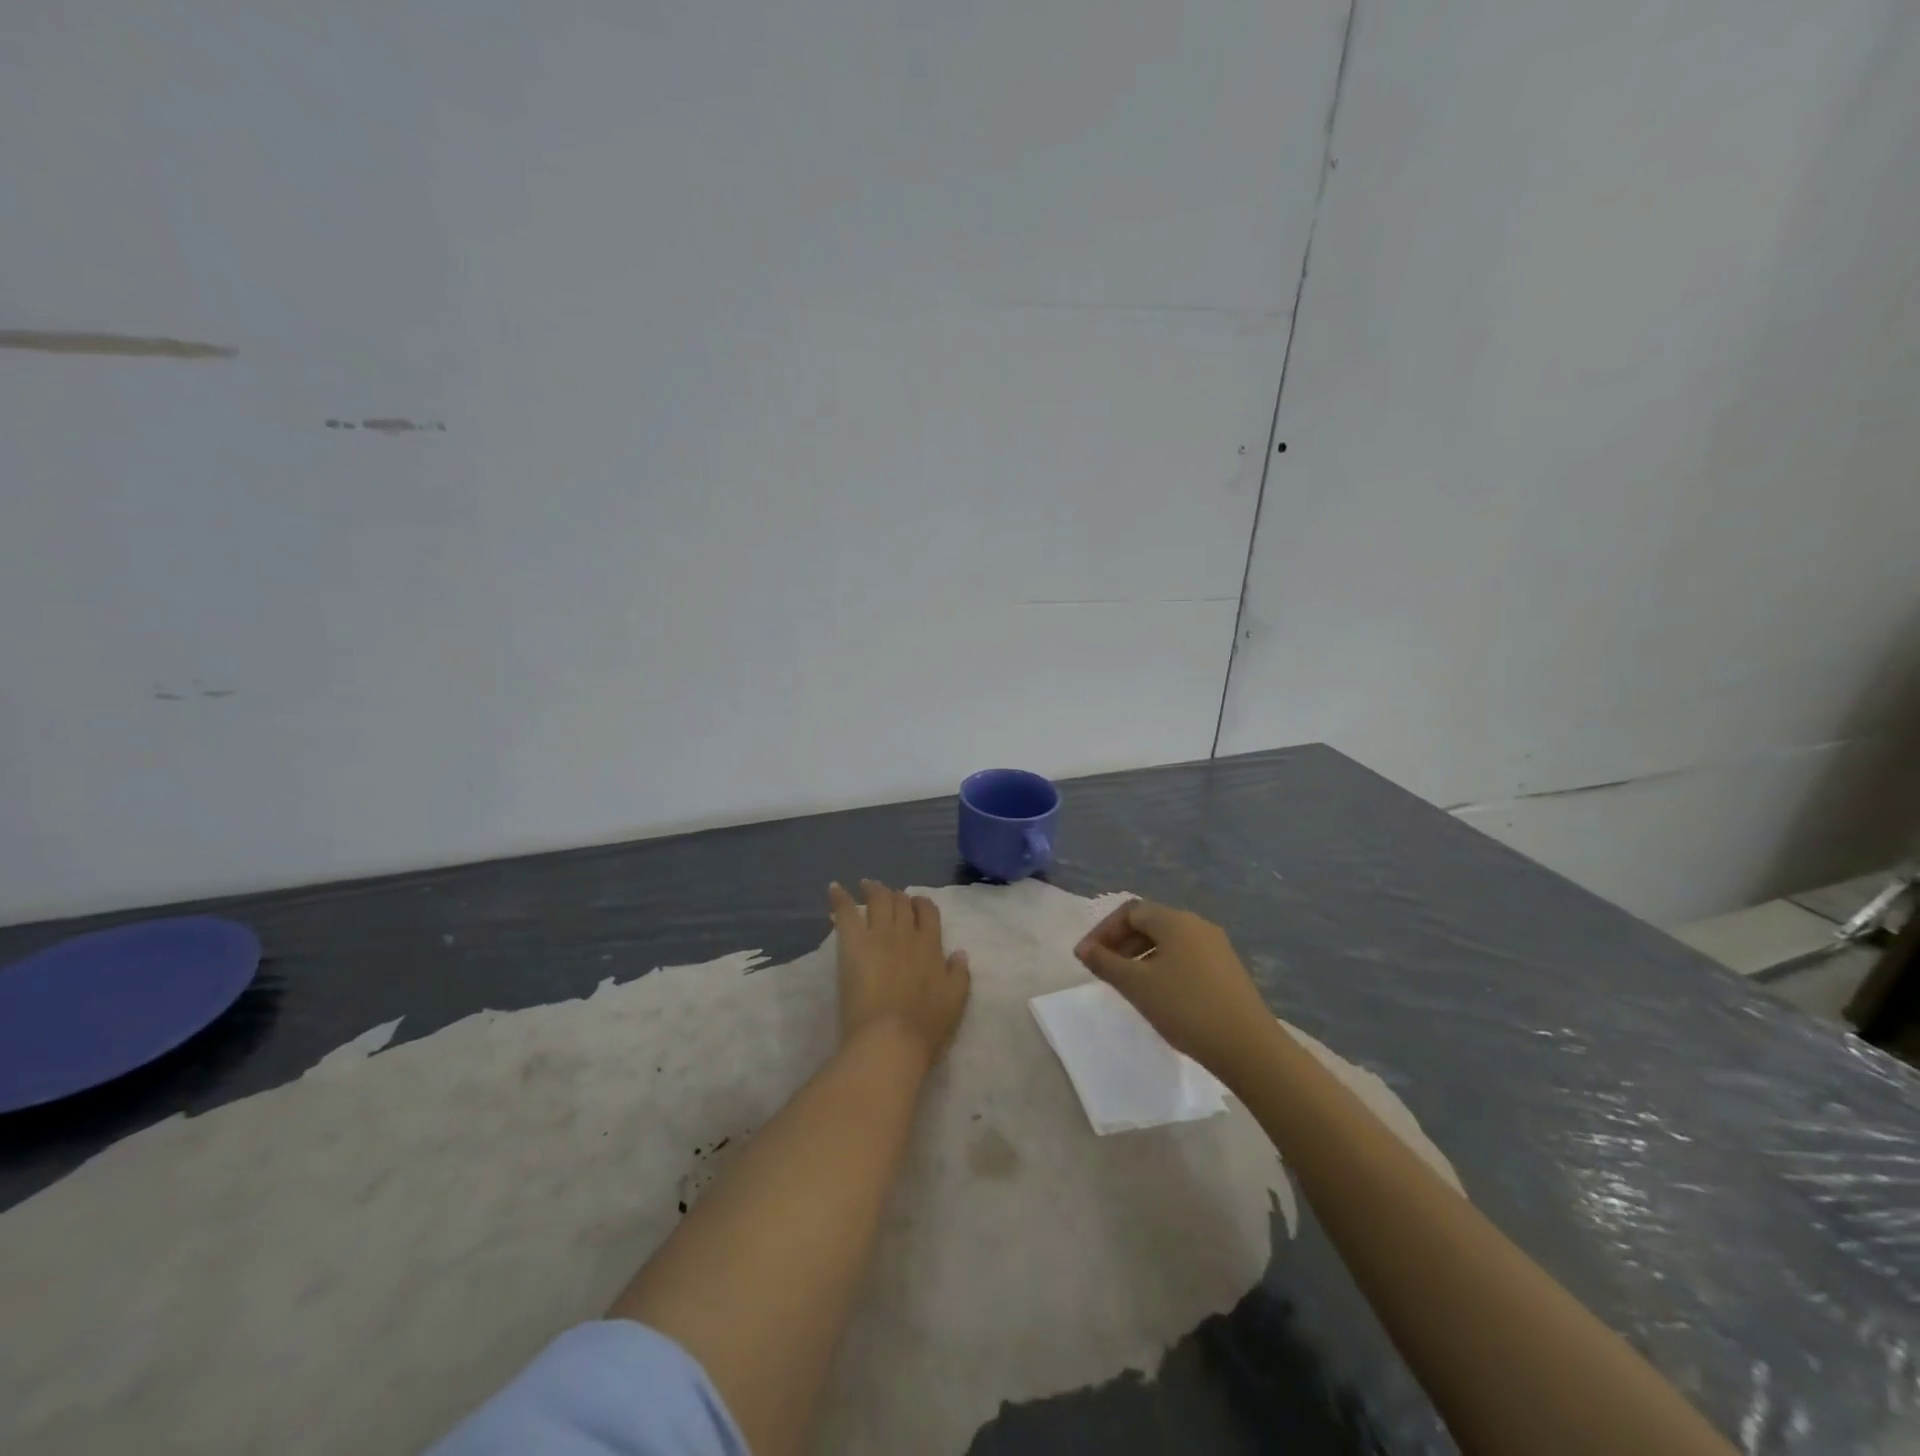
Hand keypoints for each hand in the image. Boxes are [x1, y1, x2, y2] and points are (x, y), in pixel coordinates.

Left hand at [829, 880, 971, 1066]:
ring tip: (867, 885)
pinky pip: (846, 912)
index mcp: (931, 946)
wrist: (891, 1038)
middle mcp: (906, 933)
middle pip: (901, 903)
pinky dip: (840, 897)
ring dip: (873, 889)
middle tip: (890, 897)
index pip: (928, 912)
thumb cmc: (926, 1025)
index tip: (916, 906)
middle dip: (897, 897)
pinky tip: (834, 888)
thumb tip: (959, 952)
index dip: (922, 905)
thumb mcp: (955, 1000)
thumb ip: (959, 973)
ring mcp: (878, 935)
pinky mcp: (853, 943)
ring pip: (878, 900)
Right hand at [1074, 899, 1279, 1088]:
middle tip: (1102, 969)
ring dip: (1141, 956)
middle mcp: (1197, 925)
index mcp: (1175, 920)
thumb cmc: (1186, 1008)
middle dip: (1121, 942)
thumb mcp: (1137, 985)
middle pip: (1150, 923)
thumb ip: (1105, 963)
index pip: (1130, 911)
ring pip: (1168, 942)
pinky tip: (1158, 995)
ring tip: (1127, 984)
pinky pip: (1185, 957)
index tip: (1086, 957)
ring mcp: (1216, 947)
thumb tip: (1083, 949)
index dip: (1103, 931)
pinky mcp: (1227, 970)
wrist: (1248, 1047)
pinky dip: (1162, 967)